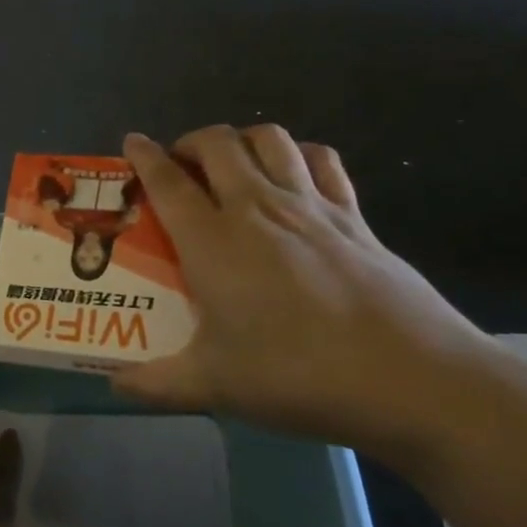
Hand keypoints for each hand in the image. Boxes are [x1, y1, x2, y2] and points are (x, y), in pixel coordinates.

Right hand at [112, 127, 502, 463]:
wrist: (413, 380)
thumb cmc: (299, 376)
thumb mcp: (214, 386)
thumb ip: (155, 383)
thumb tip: (113, 385)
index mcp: (214, 243)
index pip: (169, 182)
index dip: (144, 156)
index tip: (132, 142)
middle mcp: (259, 209)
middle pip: (219, 144)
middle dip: (191, 143)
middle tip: (180, 167)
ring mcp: (312, 208)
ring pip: (271, 139)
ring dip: (243, 141)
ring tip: (233, 166)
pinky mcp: (356, 218)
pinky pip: (322, 161)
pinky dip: (299, 155)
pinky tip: (294, 178)